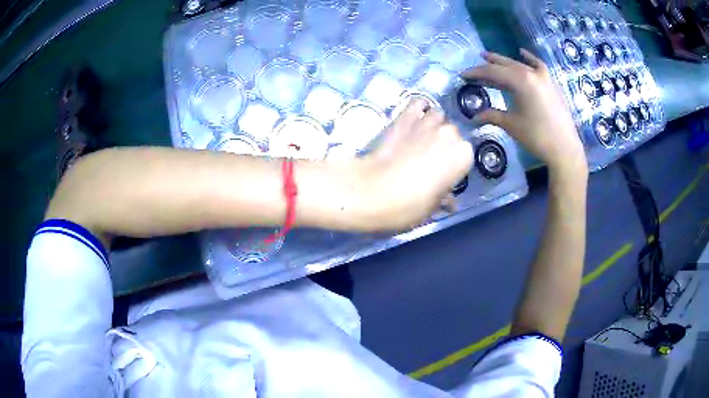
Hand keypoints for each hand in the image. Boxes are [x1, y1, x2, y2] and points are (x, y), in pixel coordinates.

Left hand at [355, 100, 472, 230]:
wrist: (373, 190)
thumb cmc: (409, 204)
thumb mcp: (432, 206)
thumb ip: (444, 198)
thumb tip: (449, 201)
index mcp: (462, 156)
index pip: (465, 154)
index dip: (454, 163)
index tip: (443, 172)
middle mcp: (449, 134)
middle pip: (452, 133)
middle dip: (444, 143)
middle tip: (430, 157)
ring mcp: (427, 122)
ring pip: (437, 116)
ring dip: (433, 124)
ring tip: (422, 136)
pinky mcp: (405, 116)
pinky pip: (418, 103)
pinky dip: (418, 108)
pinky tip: (414, 116)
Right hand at [463, 50, 586, 173]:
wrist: (564, 149)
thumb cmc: (537, 136)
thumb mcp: (511, 125)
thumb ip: (492, 115)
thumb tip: (474, 117)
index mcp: (520, 81)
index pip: (493, 72)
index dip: (476, 73)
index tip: (463, 75)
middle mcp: (531, 73)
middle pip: (505, 65)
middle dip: (487, 66)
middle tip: (473, 68)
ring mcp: (543, 77)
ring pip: (519, 64)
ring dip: (503, 61)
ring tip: (489, 57)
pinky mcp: (551, 84)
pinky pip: (538, 65)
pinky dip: (529, 59)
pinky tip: (521, 53)